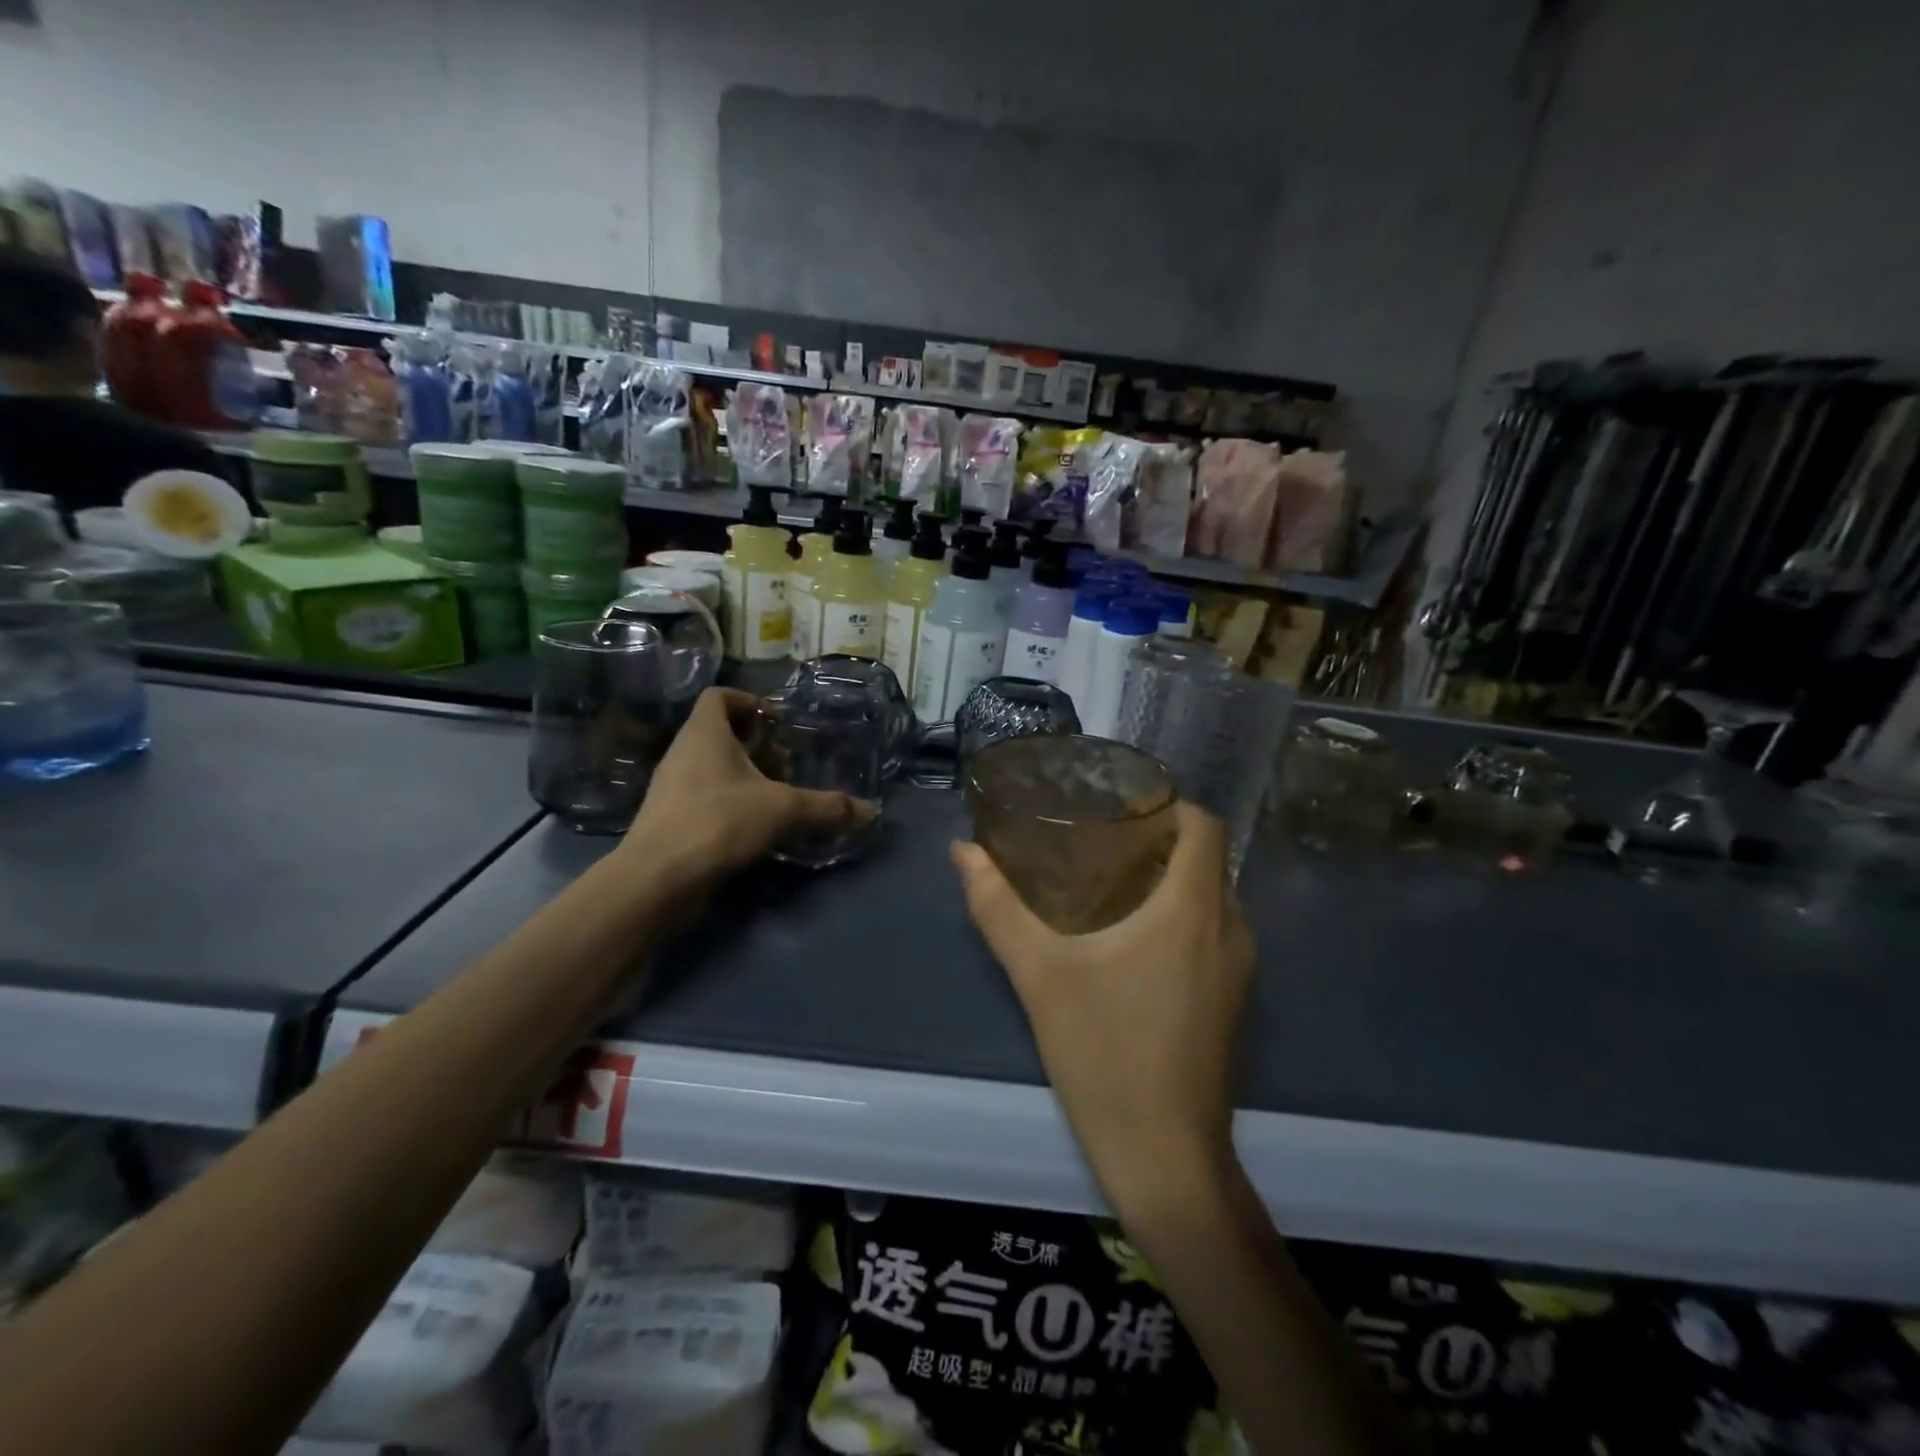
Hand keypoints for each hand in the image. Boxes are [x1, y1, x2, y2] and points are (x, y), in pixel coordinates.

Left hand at [626, 688, 867, 886]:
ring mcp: (672, 789)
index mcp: (703, 733)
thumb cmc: (718, 822)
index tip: (777, 722)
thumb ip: (827, 807)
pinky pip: (705, 798)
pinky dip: (731, 804)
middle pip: (719, 733)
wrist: (657, 880)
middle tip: (787, 763)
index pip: (719, 696)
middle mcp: (683, 754)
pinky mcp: (670, 821)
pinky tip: (756, 827)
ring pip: (712, 768)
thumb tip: (871, 811)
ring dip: (744, 776)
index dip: (749, 701)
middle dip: (755, 744)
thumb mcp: (782, 810)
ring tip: (777, 796)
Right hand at [951, 803, 1253, 1215]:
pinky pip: (1212, 930)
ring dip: (1169, 876)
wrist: (1165, 1158)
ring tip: (1107, 876)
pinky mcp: (1232, 1000)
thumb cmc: (1105, 1053)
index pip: (1204, 824)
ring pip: (1210, 895)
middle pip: (1206, 856)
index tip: (1117, 801)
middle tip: (1098, 834)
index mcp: (1193, 909)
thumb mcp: (1039, 974)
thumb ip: (998, 906)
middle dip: (1159, 837)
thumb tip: (963, 851)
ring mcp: (1239, 969)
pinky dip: (1179, 912)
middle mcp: (1230, 928)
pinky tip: (1128, 934)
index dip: (1167, 802)